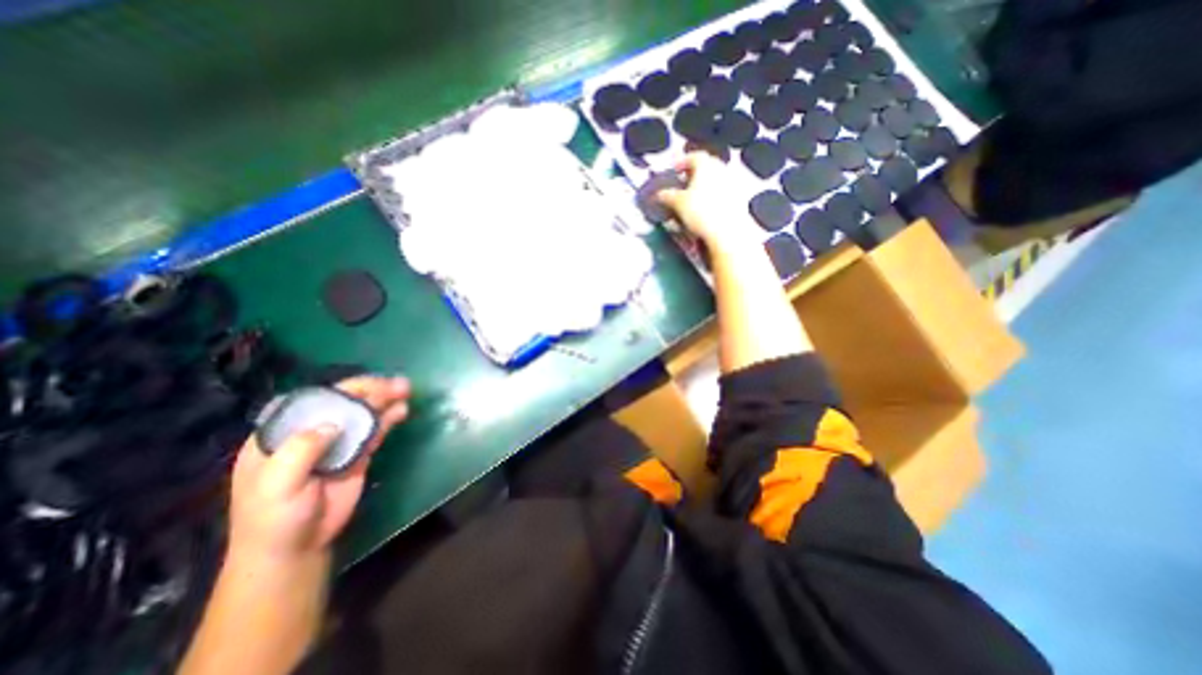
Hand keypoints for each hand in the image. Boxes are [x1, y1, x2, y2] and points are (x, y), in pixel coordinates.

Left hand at [226, 378, 410, 560]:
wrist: (296, 549)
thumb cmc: (275, 519)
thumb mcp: (277, 486)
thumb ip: (300, 451)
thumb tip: (332, 424)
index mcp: (281, 434)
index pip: (311, 401)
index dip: (338, 390)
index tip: (364, 385)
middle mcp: (311, 432)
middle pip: (343, 403)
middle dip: (370, 390)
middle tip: (395, 384)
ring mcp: (337, 442)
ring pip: (363, 414)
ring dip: (384, 399)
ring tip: (405, 389)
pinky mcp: (358, 453)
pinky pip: (375, 430)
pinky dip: (389, 418)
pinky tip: (402, 409)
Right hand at [657, 154, 759, 249]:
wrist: (728, 231)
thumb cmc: (701, 211)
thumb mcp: (677, 203)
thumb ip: (666, 195)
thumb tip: (658, 194)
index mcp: (706, 164)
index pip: (693, 156)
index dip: (681, 162)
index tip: (673, 170)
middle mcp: (721, 169)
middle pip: (705, 167)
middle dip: (693, 174)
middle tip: (682, 183)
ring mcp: (732, 184)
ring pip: (714, 180)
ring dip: (703, 186)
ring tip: (692, 198)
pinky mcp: (738, 199)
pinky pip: (722, 193)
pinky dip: (712, 197)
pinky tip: (705, 209)